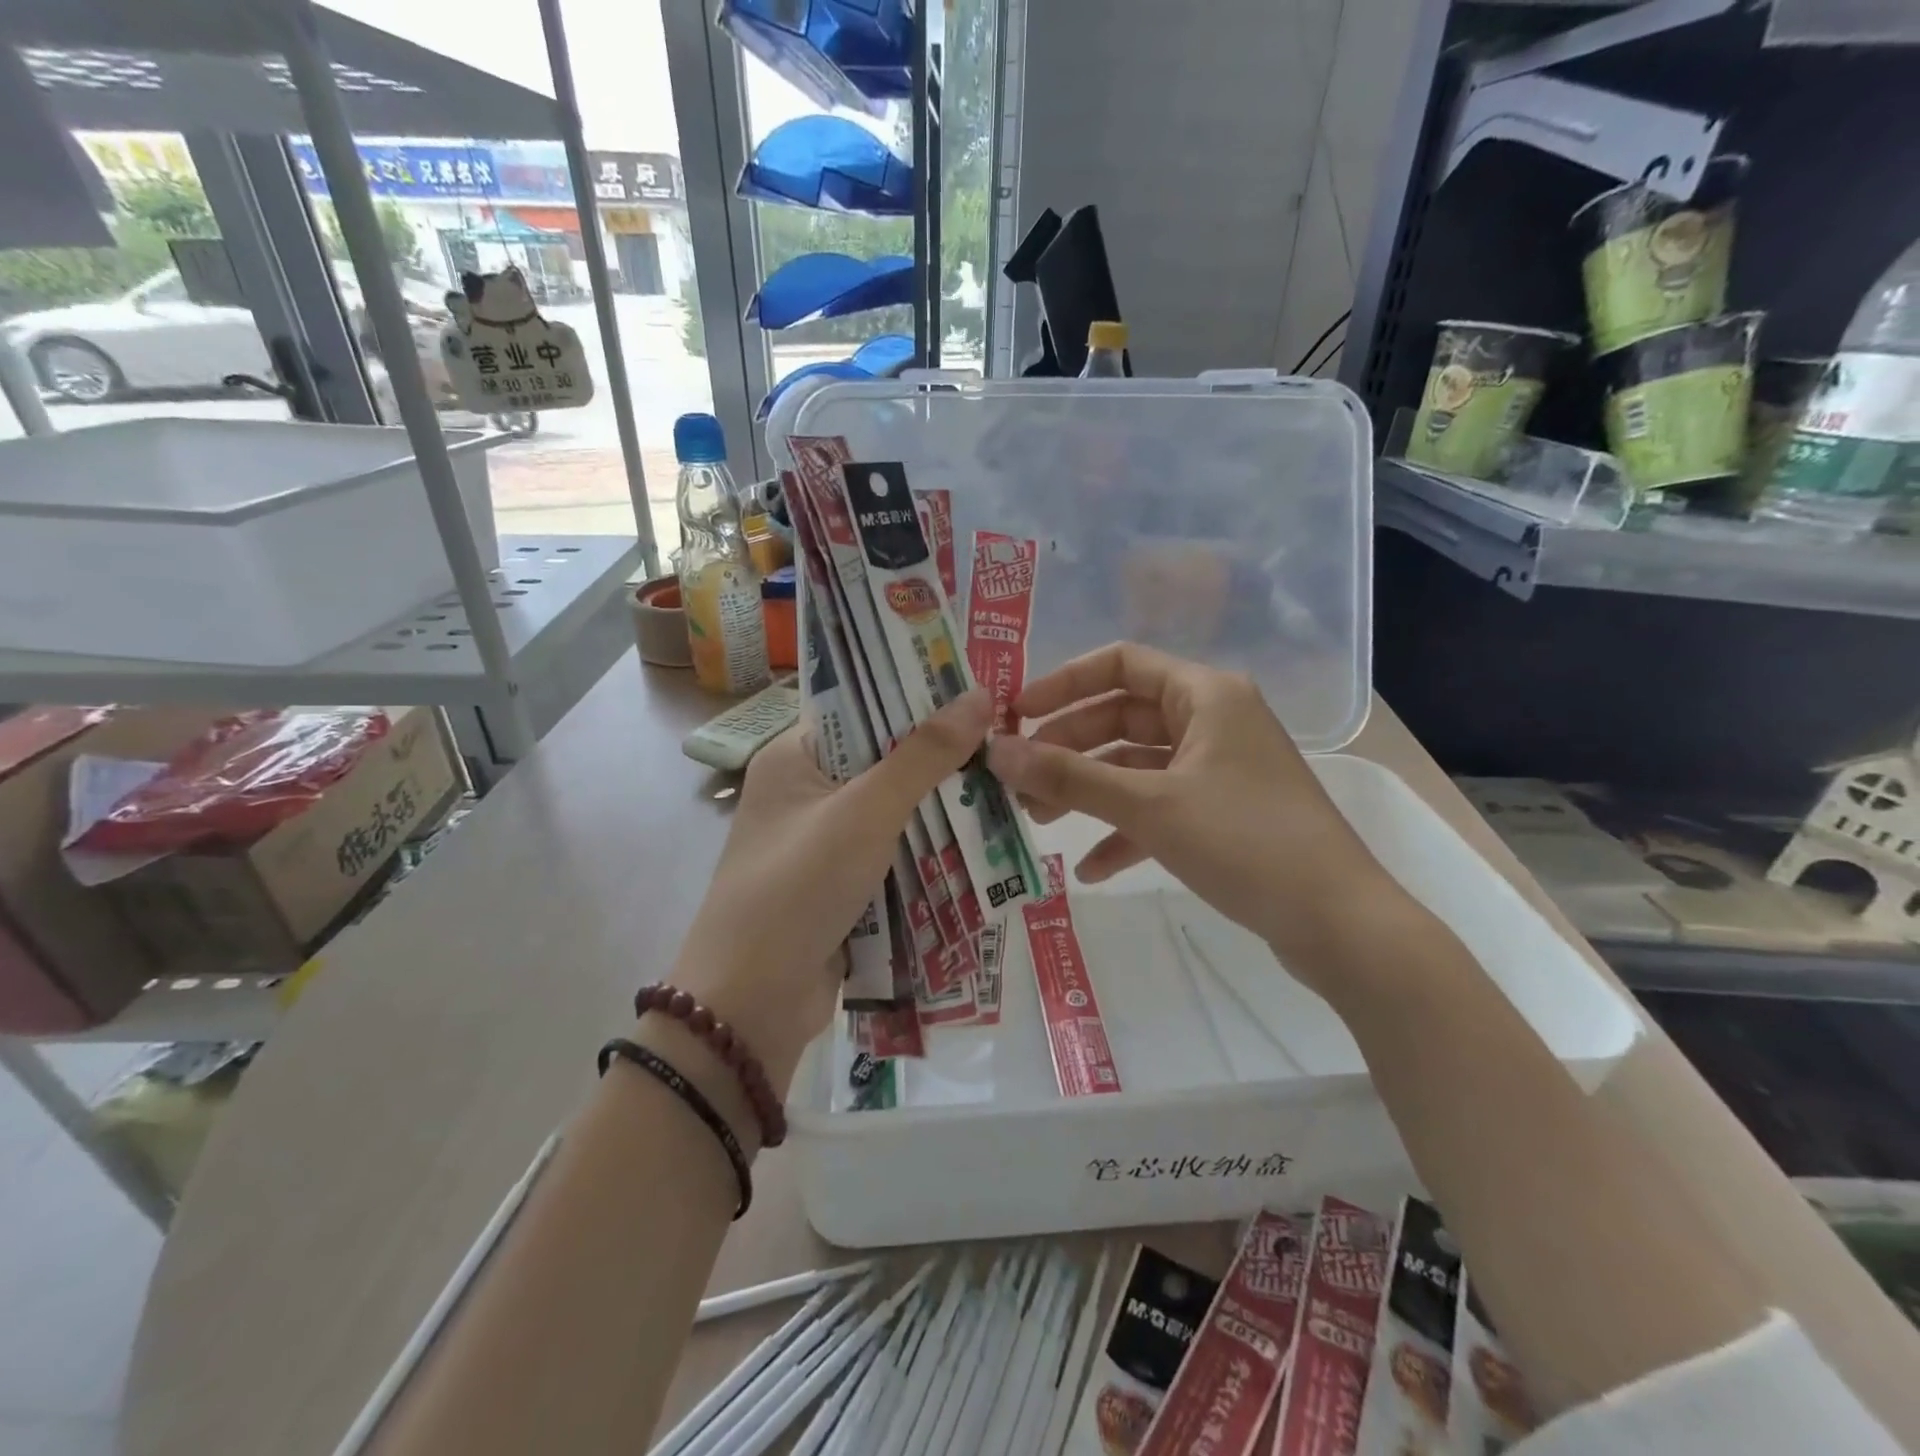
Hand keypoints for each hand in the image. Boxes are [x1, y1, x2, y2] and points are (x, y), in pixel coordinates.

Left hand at [671, 689, 992, 1089]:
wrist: (751, 1006)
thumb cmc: (798, 887)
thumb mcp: (865, 812)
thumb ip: (923, 755)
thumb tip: (981, 695)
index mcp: (795, 757)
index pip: (862, 705)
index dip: (918, 694)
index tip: (979, 688)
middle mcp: (808, 791)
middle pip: (886, 759)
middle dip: (942, 757)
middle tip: (1008, 740)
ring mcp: (825, 842)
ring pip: (896, 810)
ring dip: (942, 807)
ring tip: (1009, 786)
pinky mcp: (843, 885)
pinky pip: (895, 854)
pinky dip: (930, 850)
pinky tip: (982, 840)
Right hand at [986, 643, 1393, 983]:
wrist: (1338, 924)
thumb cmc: (1244, 841)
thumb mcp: (1148, 805)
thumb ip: (1068, 776)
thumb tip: (995, 751)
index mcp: (1205, 695)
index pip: (1120, 663)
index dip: (1062, 683)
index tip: (1015, 715)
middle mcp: (1212, 721)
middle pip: (1121, 717)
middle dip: (1067, 748)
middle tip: (1018, 780)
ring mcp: (1218, 769)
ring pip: (1136, 766)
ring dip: (1088, 790)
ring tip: (1037, 821)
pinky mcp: (1222, 813)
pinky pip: (1159, 807)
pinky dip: (1124, 830)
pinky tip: (1090, 867)